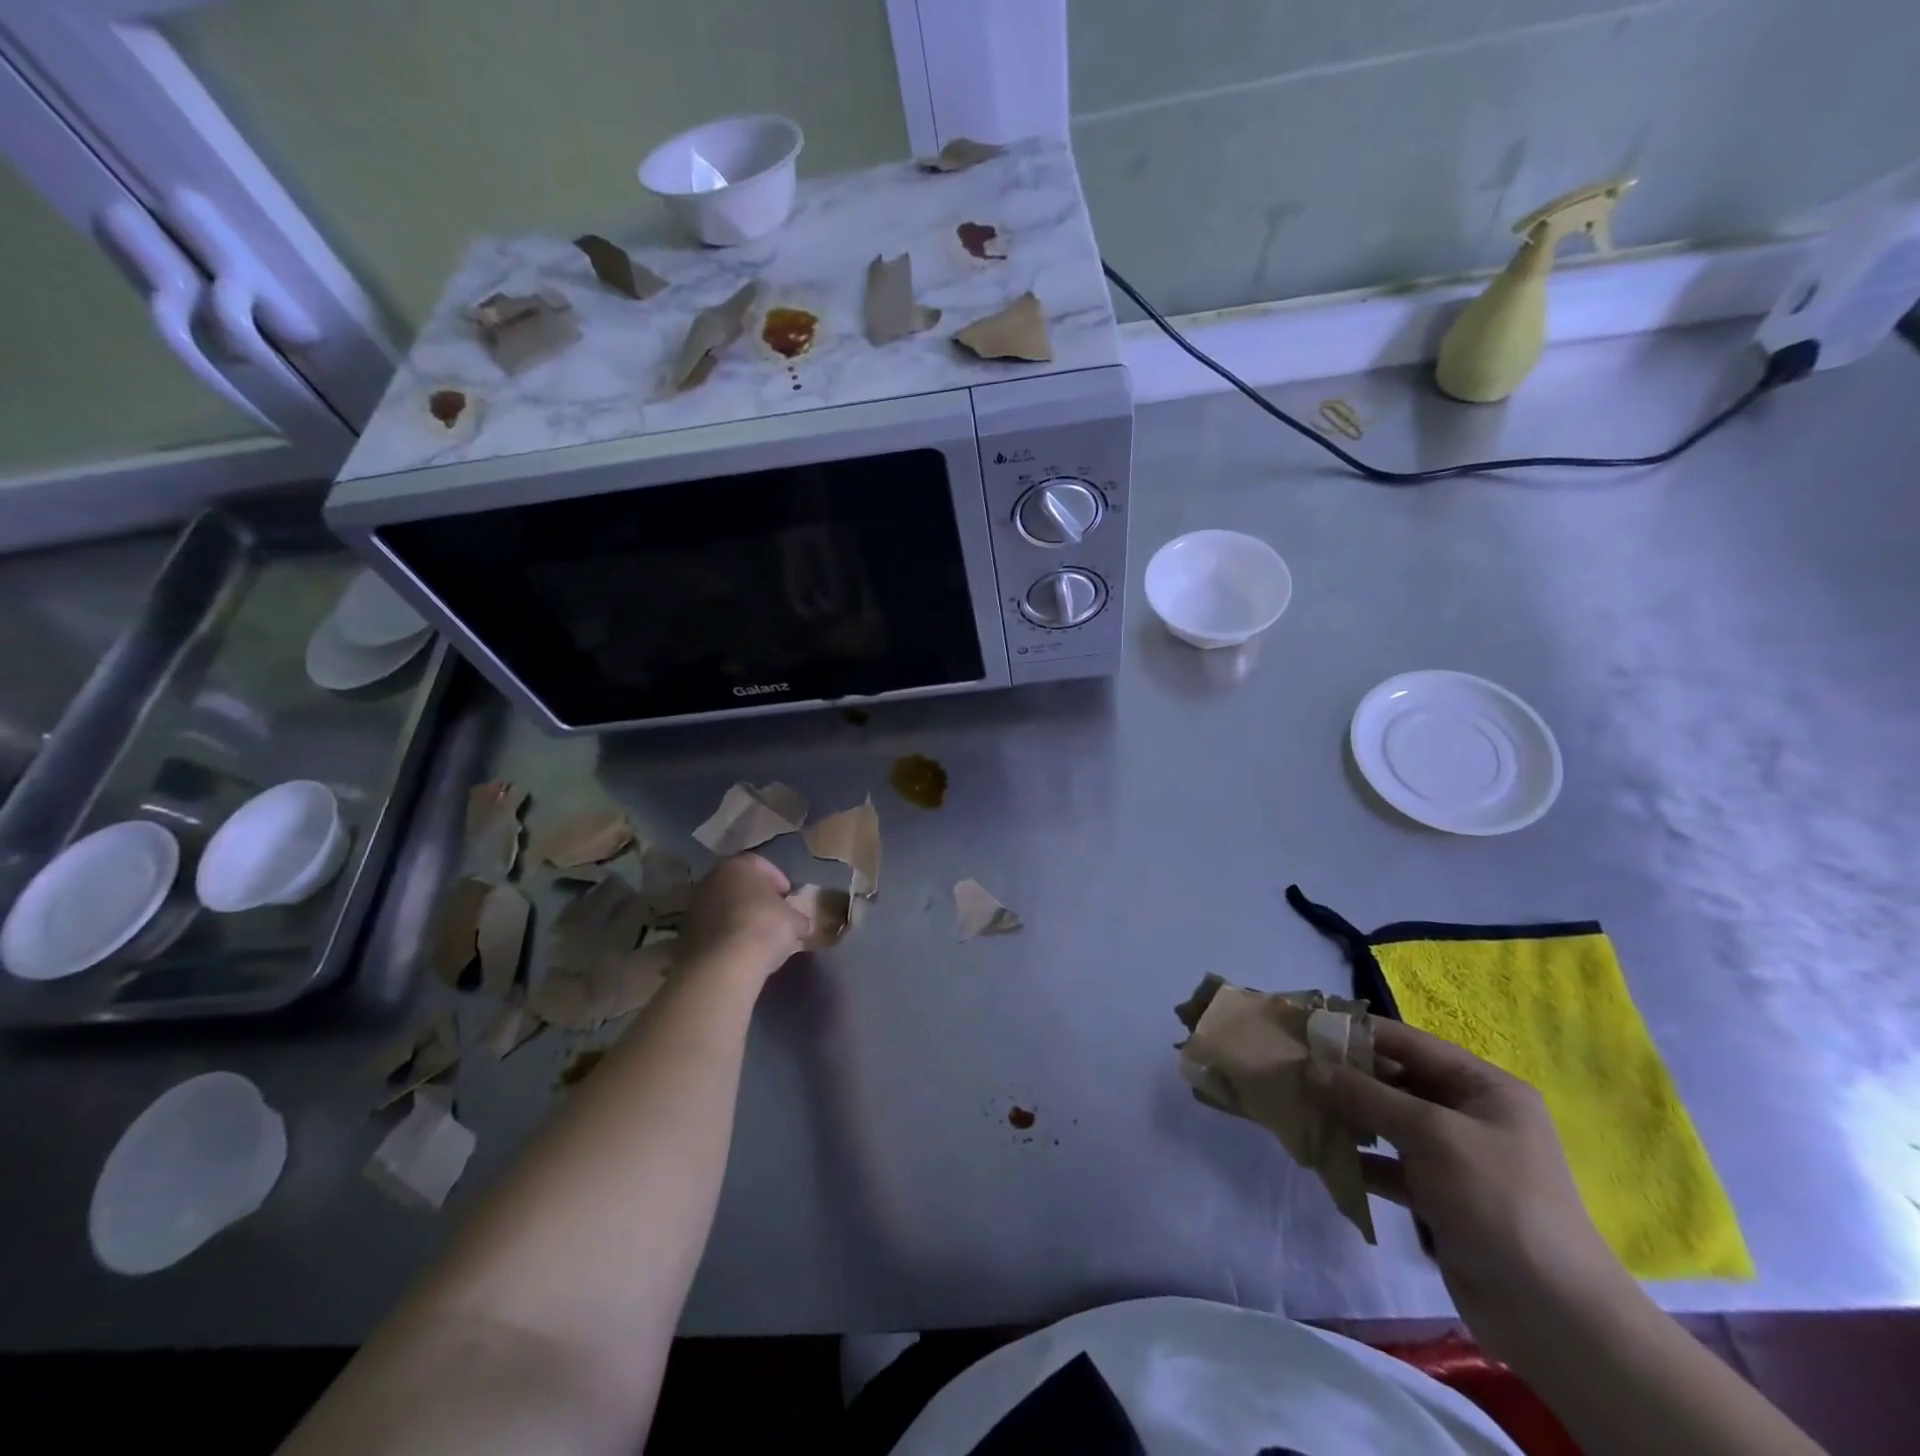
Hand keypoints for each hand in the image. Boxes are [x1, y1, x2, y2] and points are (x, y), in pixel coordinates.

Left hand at [681, 853, 808, 974]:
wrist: (724, 963)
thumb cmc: (764, 926)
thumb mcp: (794, 920)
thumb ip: (797, 917)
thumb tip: (801, 925)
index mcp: (738, 866)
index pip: (760, 864)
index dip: (778, 879)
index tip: (788, 894)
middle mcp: (711, 879)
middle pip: (737, 884)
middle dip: (755, 897)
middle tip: (772, 912)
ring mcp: (694, 907)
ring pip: (722, 906)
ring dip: (738, 916)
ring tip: (756, 935)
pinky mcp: (684, 934)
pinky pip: (711, 929)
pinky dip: (725, 935)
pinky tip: (739, 950)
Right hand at [1308, 1020, 1631, 1352]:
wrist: (1552, 1316)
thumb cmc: (1498, 1200)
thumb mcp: (1432, 1134)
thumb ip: (1368, 1096)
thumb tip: (1311, 1066)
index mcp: (1484, 1089)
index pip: (1411, 1043)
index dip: (1360, 1033)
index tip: (1309, 1027)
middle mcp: (1470, 1115)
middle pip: (1397, 1081)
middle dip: (1348, 1077)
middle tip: (1295, 1070)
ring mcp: (1455, 1158)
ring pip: (1388, 1122)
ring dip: (1348, 1117)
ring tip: (1301, 1109)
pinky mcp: (1439, 1196)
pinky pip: (1390, 1164)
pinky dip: (1359, 1159)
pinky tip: (1323, 1157)